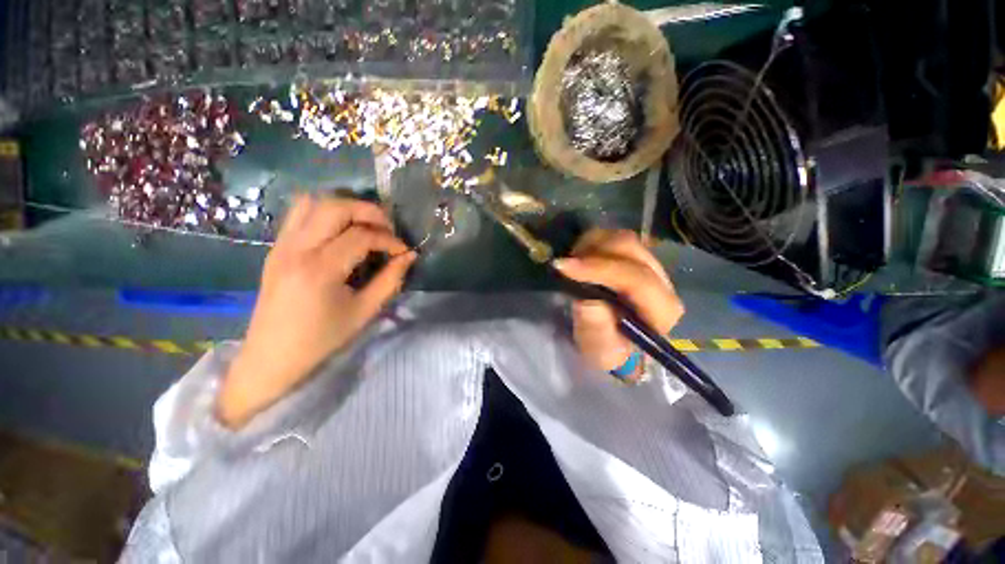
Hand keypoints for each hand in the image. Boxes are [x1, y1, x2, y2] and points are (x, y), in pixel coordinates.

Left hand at [218, 195, 415, 428]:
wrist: (272, 357)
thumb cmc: (322, 339)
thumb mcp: (365, 311)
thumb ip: (391, 279)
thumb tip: (409, 256)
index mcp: (320, 269)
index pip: (362, 236)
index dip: (390, 240)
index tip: (404, 251)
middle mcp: (297, 248)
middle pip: (336, 207)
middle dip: (369, 212)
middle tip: (388, 229)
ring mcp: (281, 245)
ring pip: (314, 202)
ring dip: (345, 208)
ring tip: (365, 226)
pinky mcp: (276, 248)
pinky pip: (299, 214)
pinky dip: (324, 212)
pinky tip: (340, 231)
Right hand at [554, 230, 683, 373]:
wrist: (615, 344)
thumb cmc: (608, 350)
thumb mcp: (599, 351)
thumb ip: (596, 330)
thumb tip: (588, 301)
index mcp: (661, 310)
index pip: (636, 279)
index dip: (599, 269)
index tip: (564, 267)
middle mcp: (662, 283)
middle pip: (631, 250)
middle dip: (593, 252)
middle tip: (564, 264)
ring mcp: (650, 267)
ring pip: (623, 239)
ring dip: (592, 245)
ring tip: (571, 262)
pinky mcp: (637, 259)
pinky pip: (615, 239)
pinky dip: (593, 242)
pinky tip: (580, 257)